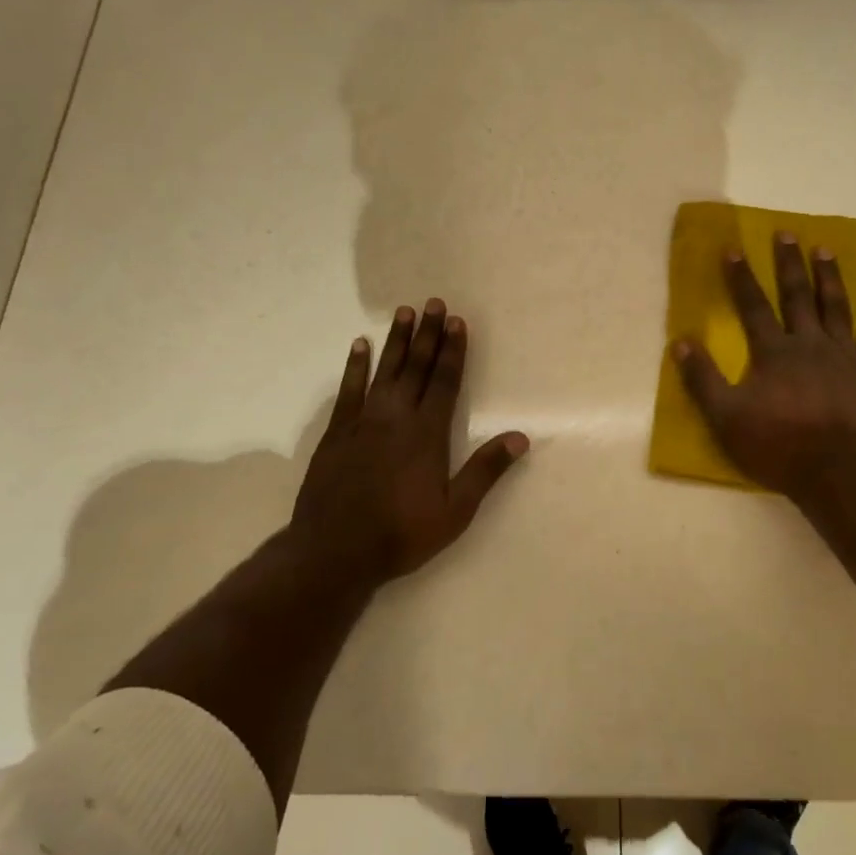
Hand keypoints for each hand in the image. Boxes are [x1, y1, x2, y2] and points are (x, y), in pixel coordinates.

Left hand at [290, 300, 528, 587]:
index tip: (457, 322)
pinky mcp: (336, 433)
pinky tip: (359, 346)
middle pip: (415, 368)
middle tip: (433, 303)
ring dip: (395, 341)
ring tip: (404, 312)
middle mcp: (395, 418)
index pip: (444, 382)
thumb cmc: (401, 534)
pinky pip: (348, 390)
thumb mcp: (454, 511)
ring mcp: (362, 422)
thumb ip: (485, 471)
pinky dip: (355, 366)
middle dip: (427, 335)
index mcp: (427, 434)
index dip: (452, 351)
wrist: (335, 551)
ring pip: (383, 371)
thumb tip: (520, 437)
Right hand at [673, 232, 855, 502]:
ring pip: (835, 307)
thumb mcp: (726, 417)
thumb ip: (702, 379)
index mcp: (773, 353)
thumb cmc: (779, 446)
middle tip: (786, 233)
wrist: (840, 471)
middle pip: (796, 296)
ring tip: (825, 249)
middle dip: (788, 264)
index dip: (741, 278)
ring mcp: (845, 355)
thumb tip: (679, 342)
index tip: (734, 248)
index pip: (752, 307)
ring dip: (828, 277)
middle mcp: (809, 343)